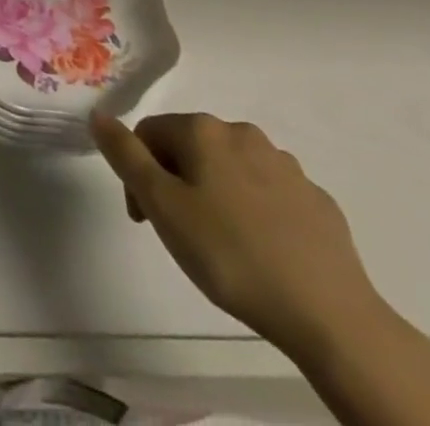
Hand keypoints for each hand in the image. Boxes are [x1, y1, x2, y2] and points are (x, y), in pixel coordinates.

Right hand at [90, 112, 386, 359]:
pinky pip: (270, 195)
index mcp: (203, 130)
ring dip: (215, 196)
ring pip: (231, 170)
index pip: (149, 134)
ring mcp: (285, 165)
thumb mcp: (163, 207)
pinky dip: (255, 213)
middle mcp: (242, 133)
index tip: (145, 221)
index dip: (137, 174)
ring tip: (222, 247)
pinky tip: (262, 251)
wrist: (331, 315)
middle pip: (190, 149)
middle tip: (181, 235)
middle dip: (176, 184)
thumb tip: (98, 114)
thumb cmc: (231, 255)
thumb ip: (125, 155)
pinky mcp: (317, 200)